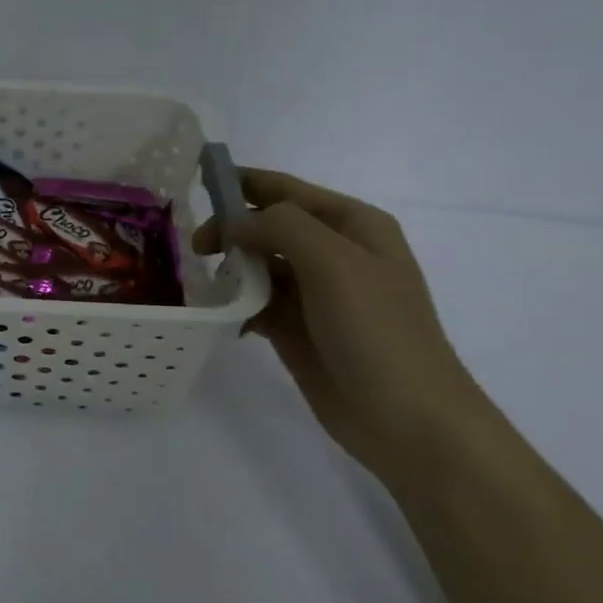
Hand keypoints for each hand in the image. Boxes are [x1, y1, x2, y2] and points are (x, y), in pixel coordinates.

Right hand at [193, 169, 492, 483]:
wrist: (407, 419)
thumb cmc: (376, 331)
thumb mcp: (334, 263)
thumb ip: (280, 227)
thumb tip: (233, 224)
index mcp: (352, 225)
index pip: (285, 190)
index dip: (242, 182)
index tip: (195, 184)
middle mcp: (333, 253)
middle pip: (267, 226)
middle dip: (231, 230)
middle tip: (196, 248)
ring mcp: (315, 293)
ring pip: (258, 265)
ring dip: (230, 269)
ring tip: (204, 282)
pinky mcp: (297, 329)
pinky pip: (256, 303)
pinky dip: (236, 305)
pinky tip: (225, 318)